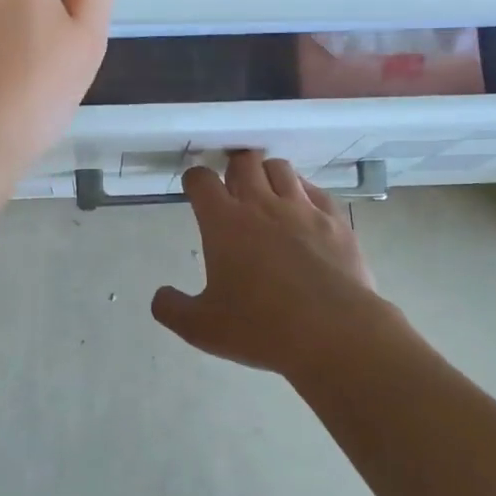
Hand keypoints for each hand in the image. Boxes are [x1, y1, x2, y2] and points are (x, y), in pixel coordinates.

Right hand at [151, 152, 391, 375]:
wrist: (334, 333)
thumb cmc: (261, 328)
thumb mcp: (202, 328)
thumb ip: (172, 309)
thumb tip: (160, 296)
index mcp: (224, 222)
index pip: (201, 180)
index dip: (194, 180)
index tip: (194, 189)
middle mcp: (262, 204)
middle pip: (244, 162)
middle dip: (233, 168)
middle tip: (232, 187)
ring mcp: (302, 209)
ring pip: (280, 168)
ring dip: (268, 174)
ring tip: (267, 192)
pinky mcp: (335, 220)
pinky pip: (315, 190)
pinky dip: (303, 192)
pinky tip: (303, 208)